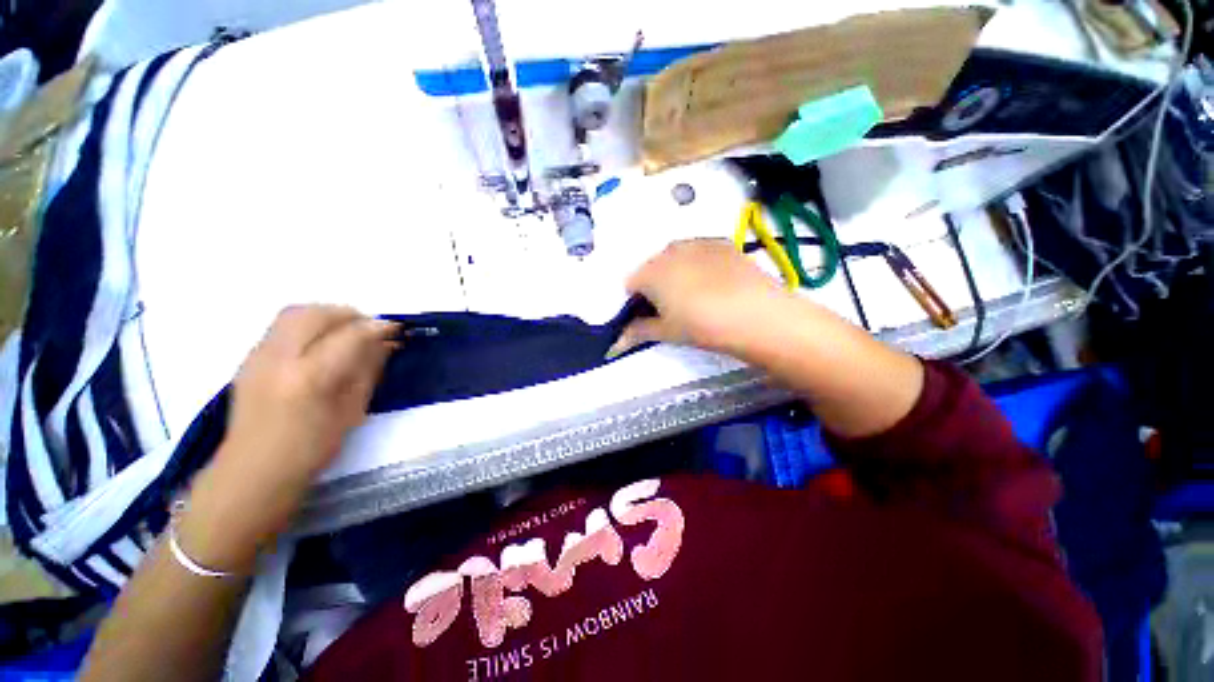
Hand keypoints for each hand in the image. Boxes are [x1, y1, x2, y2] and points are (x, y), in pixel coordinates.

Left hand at [179, 306, 397, 571]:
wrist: (254, 472)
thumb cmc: (312, 449)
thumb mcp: (352, 411)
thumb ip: (368, 371)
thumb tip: (386, 344)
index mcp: (309, 377)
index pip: (349, 335)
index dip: (377, 328)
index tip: (397, 329)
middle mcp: (278, 359)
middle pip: (315, 314)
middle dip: (349, 314)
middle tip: (370, 328)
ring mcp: (258, 357)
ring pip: (294, 314)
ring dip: (327, 316)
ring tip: (347, 332)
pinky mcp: (249, 359)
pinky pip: (282, 328)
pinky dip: (308, 326)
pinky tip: (321, 345)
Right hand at [617, 239, 793, 356]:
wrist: (756, 314)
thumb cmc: (701, 325)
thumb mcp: (666, 332)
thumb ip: (637, 333)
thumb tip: (614, 345)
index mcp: (649, 271)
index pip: (630, 284)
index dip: (636, 302)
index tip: (650, 316)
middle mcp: (668, 250)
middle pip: (652, 268)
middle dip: (656, 286)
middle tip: (673, 309)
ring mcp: (696, 243)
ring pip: (675, 258)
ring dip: (677, 274)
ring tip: (697, 296)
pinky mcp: (721, 243)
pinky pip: (699, 253)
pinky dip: (699, 265)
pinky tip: (716, 284)